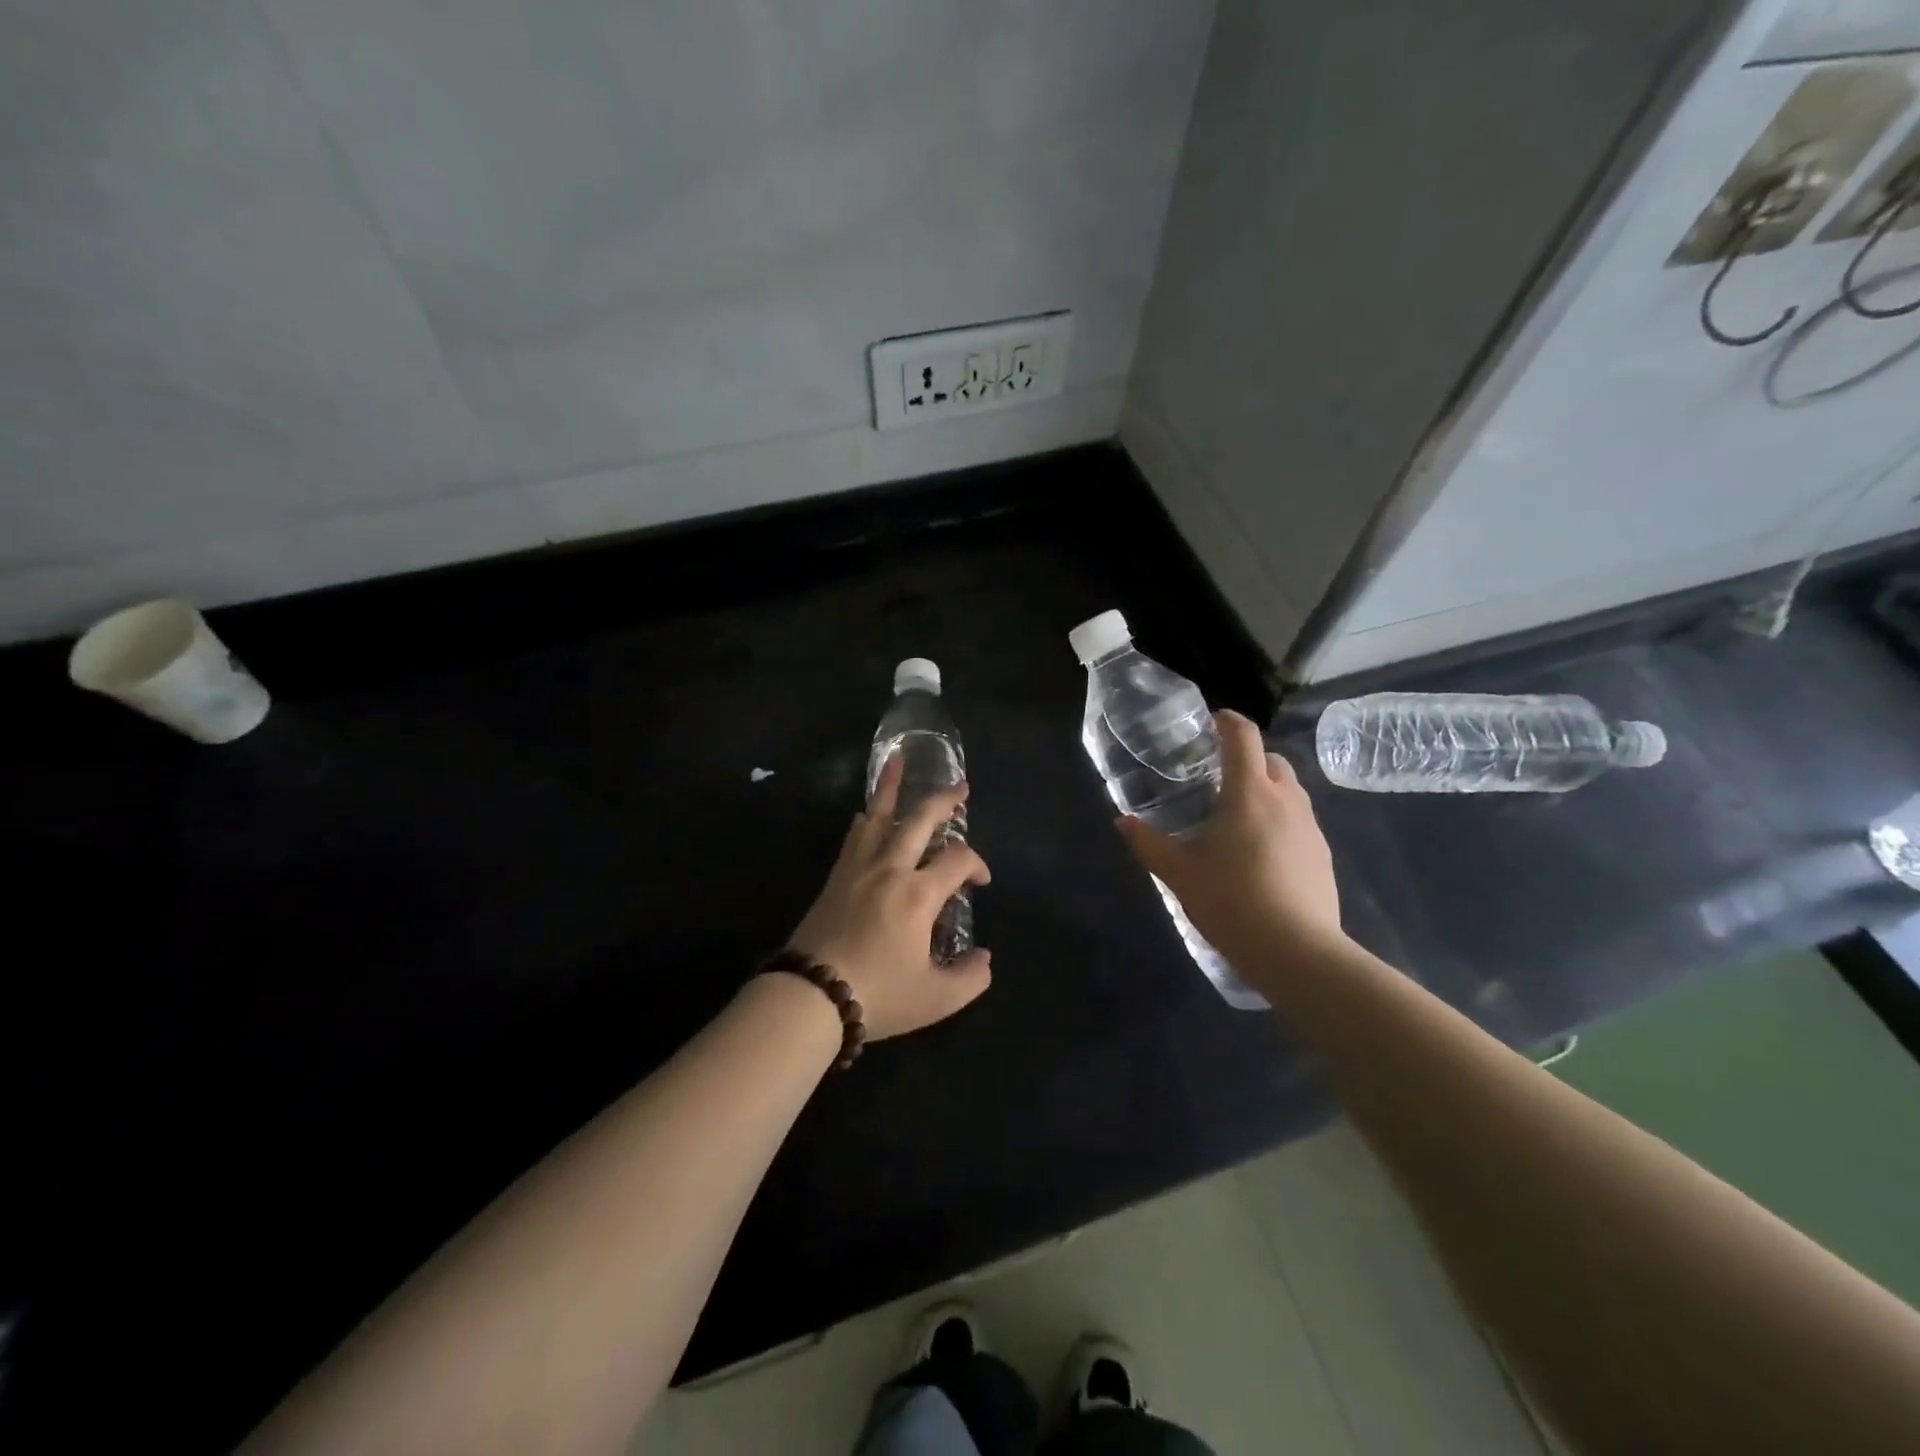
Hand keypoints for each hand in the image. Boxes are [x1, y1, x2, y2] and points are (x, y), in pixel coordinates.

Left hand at [788, 755, 991, 1039]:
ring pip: (879, 816)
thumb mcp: (937, 998)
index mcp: (919, 894)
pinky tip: (867, 812)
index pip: (958, 859)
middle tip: (960, 787)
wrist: (812, 995)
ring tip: (898, 760)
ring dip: (891, 787)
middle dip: (944, 800)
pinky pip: (854, 836)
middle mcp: (891, 869)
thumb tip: (984, 958)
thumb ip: (970, 977)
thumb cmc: (879, 994)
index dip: (977, 864)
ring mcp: (859, 868)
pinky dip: (866, 818)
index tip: (981, 882)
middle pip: (921, 820)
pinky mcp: (836, 877)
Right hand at [1117, 709, 1345, 972]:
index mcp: (1249, 793)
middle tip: (1218, 775)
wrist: (1297, 951)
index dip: (1228, 721)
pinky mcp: (1323, 855)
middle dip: (1248, 756)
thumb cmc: (1231, 900)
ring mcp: (1311, 827)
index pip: (1243, 736)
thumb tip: (1123, 822)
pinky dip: (1280, 820)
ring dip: (1266, 789)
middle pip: (1272, 759)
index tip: (1212, 719)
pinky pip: (1300, 821)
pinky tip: (1261, 852)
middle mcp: (1286, 800)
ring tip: (1238, 815)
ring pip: (1290, 790)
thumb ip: (1149, 843)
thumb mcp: (1179, 873)